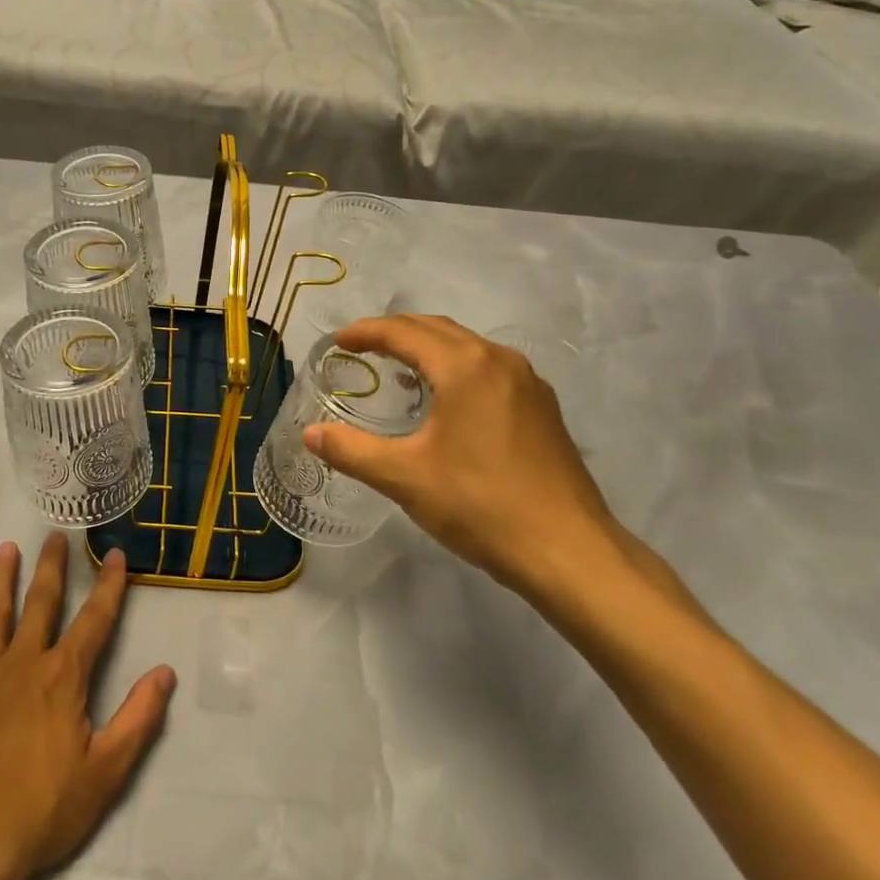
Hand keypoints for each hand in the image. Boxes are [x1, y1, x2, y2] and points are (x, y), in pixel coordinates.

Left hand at [0, 534, 176, 879]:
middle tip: (55, 535)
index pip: (95, 620)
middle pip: (41, 602)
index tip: (115, 555)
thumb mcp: (106, 771)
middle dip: (51, 567)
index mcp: (64, 677)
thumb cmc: (43, 811)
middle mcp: (24, 662)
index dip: (109, 586)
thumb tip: (165, 673)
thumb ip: (138, 718)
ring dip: (1, 578)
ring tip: (6, 548)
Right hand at [304, 315, 629, 594]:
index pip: (404, 332)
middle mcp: (499, 361)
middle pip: (437, 329)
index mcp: (464, 367)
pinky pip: (488, 368)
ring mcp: (528, 383)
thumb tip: (310, 434)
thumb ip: (351, 450)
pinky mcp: (542, 408)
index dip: (366, 332)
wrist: (569, 551)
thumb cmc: (480, 505)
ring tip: (397, 367)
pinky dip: (455, 367)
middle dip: (395, 332)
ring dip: (427, 347)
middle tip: (361, 348)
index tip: (338, 342)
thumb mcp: (405, 478)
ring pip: (466, 346)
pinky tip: (445, 399)